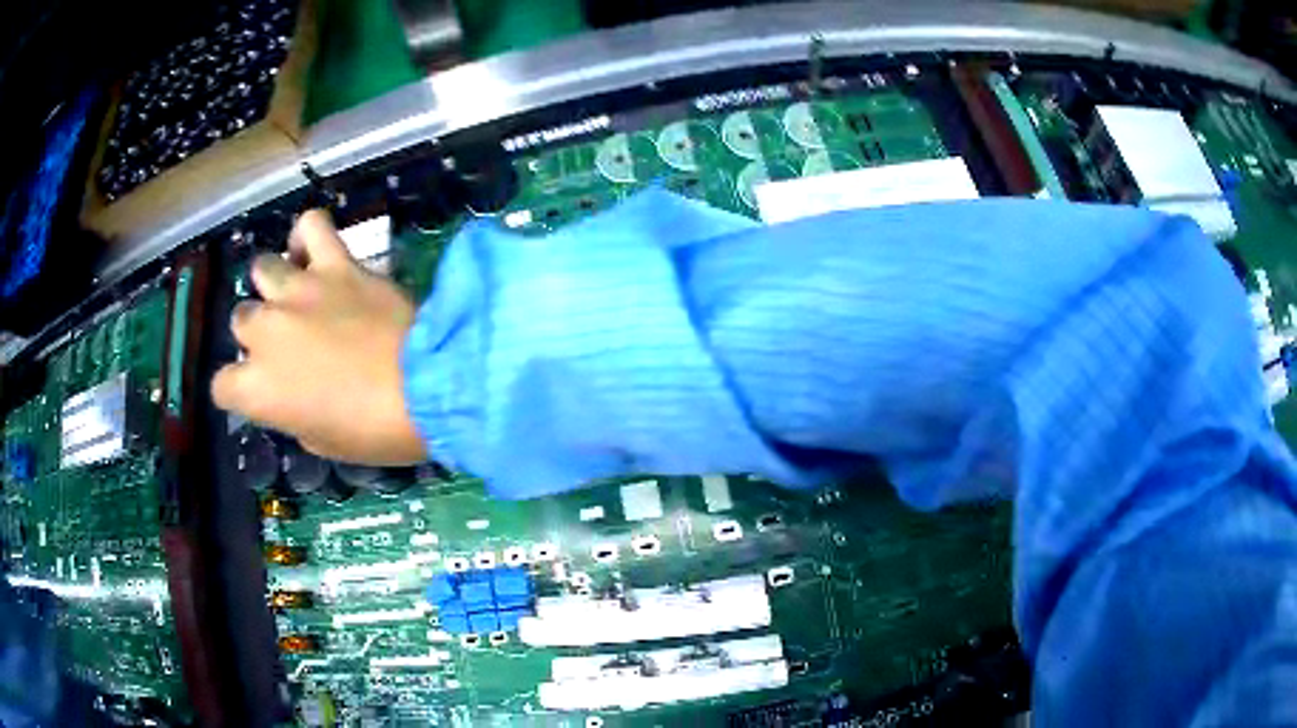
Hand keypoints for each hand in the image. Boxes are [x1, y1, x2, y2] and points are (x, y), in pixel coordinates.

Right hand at [211, 210, 427, 464]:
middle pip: (240, 320)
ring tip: (298, 295)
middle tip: (291, 345)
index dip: (239, 390)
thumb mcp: (322, 442)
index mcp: (258, 389)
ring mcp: (298, 291)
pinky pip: (311, 225)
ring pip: (262, 269)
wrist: (429, 387)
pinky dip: (307, 234)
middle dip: (259, 334)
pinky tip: (314, 254)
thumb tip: (289, 393)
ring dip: (274, 284)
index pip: (222, 386)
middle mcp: (266, 332)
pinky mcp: (336, 264)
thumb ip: (291, 411)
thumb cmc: (376, 430)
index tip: (262, 391)